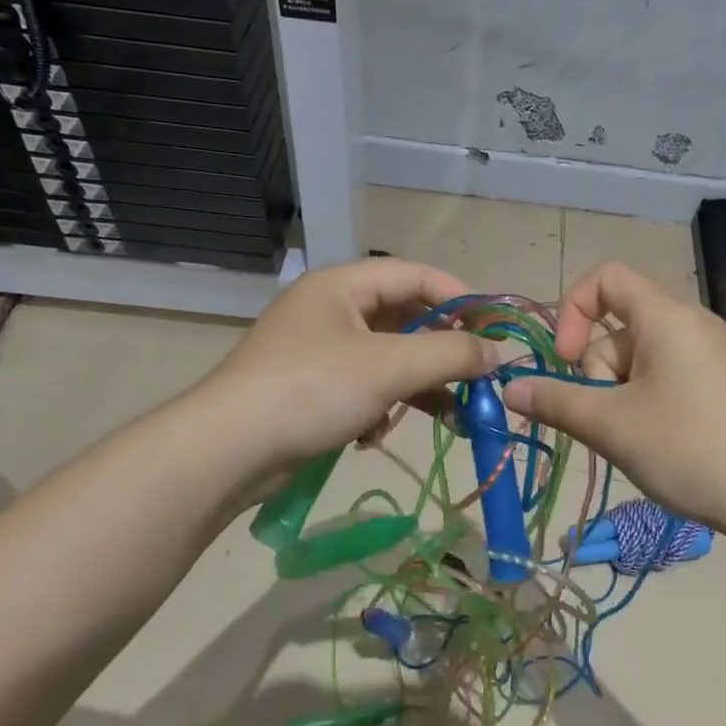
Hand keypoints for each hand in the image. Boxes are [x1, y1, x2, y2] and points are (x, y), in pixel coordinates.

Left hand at [201, 256, 497, 478]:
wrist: (228, 451)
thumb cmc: (311, 390)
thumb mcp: (389, 367)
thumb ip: (450, 354)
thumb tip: (497, 353)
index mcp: (343, 286)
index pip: (415, 275)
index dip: (460, 297)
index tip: (495, 328)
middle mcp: (331, 310)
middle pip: (405, 319)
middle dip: (442, 351)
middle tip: (478, 376)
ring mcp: (319, 351)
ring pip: (388, 359)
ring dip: (419, 387)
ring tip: (453, 417)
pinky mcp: (312, 389)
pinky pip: (365, 387)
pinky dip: (381, 407)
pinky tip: (375, 434)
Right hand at [501, 261, 725, 534]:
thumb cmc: (690, 449)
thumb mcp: (611, 425)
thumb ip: (555, 401)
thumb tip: (509, 388)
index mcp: (665, 316)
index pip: (605, 278)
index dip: (572, 311)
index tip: (566, 362)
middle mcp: (690, 324)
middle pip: (617, 328)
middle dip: (597, 373)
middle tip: (606, 422)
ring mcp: (710, 356)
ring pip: (638, 360)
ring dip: (619, 397)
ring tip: (634, 442)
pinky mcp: (721, 385)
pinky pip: (665, 378)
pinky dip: (645, 404)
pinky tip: (656, 445)